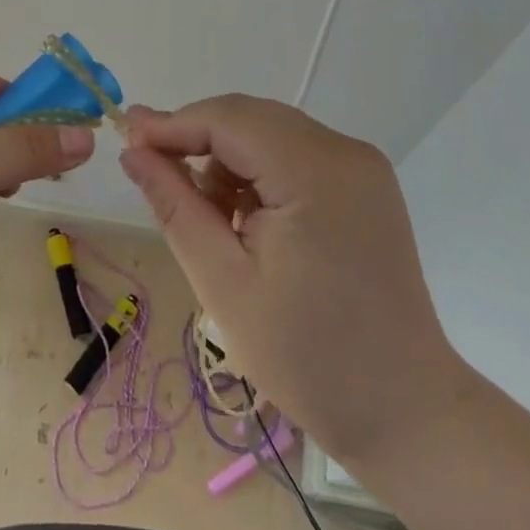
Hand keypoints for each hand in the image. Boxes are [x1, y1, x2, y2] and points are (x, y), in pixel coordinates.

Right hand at [120, 96, 469, 465]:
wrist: (405, 412)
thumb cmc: (306, 357)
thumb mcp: (222, 282)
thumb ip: (174, 204)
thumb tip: (133, 151)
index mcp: (315, 173)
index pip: (228, 120)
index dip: (172, 125)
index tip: (125, 140)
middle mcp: (345, 152)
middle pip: (250, 118)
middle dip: (196, 139)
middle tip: (151, 171)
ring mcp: (361, 166)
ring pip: (269, 132)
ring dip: (227, 158)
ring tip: (206, 214)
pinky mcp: (365, 185)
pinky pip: (294, 153)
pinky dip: (258, 171)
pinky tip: (245, 217)